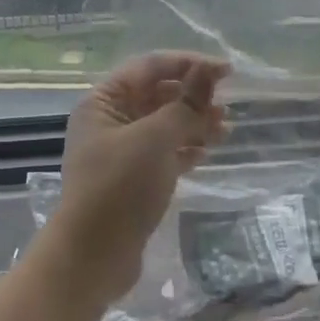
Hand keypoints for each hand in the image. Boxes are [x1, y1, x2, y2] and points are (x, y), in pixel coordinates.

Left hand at [43, 52, 230, 308]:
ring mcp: (120, 152)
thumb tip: (208, 71)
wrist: (92, 257)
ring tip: (225, 128)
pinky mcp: (132, 179)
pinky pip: (164, 152)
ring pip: (163, 125)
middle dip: (193, 96)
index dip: (189, 64)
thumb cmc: (119, 188)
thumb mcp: (155, 139)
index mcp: (103, 101)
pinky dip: (185, 148)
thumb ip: (185, 104)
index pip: (150, 67)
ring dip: (194, 122)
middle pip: (157, 95)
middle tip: (226, 106)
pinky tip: (207, 152)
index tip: (227, 72)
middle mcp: (109, 121)